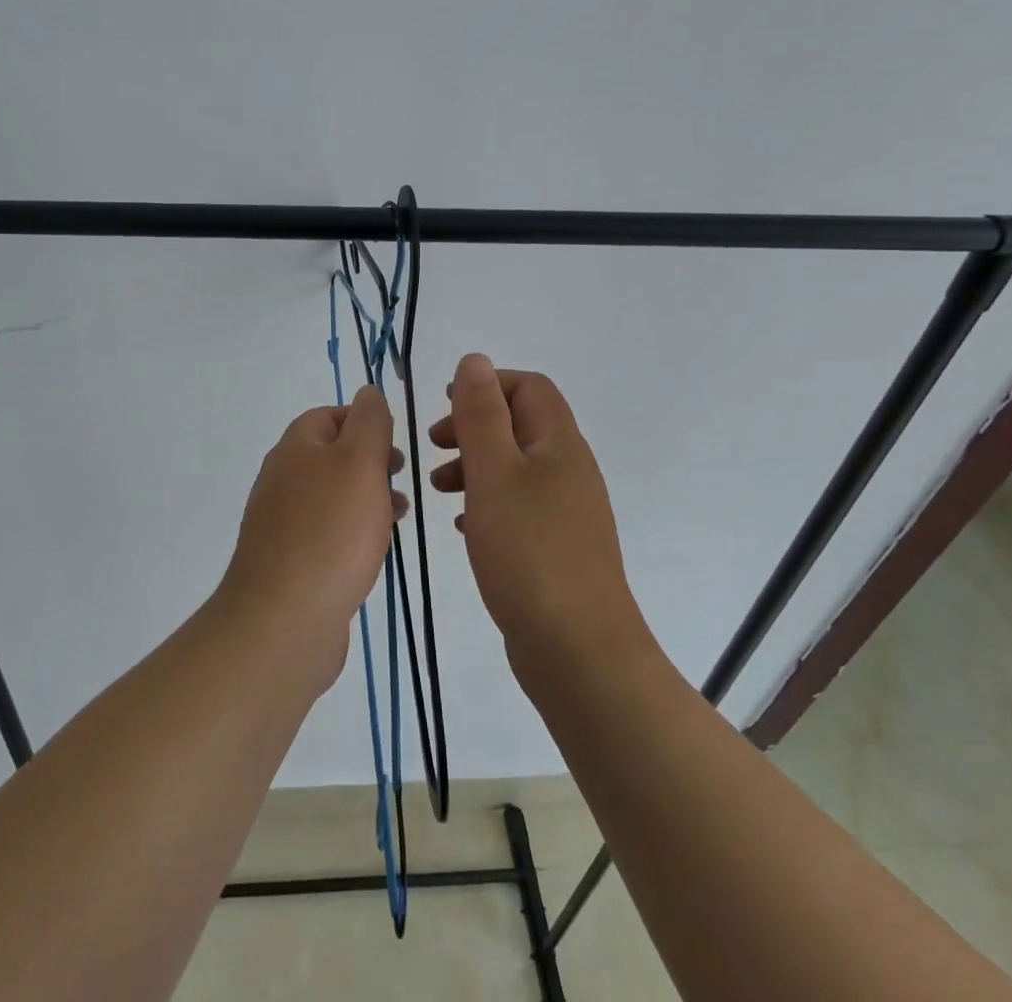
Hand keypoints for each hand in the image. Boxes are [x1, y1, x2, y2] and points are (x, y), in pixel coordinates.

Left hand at [217, 387, 404, 690]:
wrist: (284, 619)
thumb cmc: (330, 531)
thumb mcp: (360, 462)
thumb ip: (369, 423)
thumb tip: (368, 392)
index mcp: (295, 448)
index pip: (329, 415)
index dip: (364, 421)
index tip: (395, 443)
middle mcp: (282, 478)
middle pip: (331, 454)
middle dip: (370, 461)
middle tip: (401, 478)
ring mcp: (281, 522)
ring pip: (332, 495)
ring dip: (367, 498)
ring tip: (398, 515)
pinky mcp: (288, 560)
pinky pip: (326, 532)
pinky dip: (353, 531)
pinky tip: (373, 551)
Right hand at [430, 354, 647, 665]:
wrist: (578, 651)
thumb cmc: (529, 551)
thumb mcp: (494, 473)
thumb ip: (480, 414)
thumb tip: (474, 360)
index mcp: (559, 444)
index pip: (529, 387)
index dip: (487, 386)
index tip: (445, 407)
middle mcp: (568, 470)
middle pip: (520, 425)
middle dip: (473, 426)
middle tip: (434, 446)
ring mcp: (565, 511)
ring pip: (514, 467)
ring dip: (474, 465)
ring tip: (438, 488)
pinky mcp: (555, 547)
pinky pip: (516, 505)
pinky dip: (485, 501)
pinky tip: (462, 525)